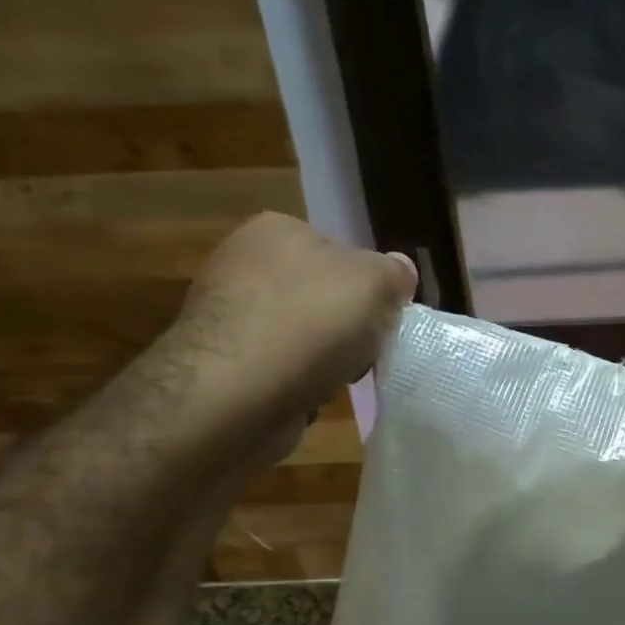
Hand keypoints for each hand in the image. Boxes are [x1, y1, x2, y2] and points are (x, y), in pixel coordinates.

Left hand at [167, 212, 416, 449]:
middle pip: (320, 294)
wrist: (239, 392)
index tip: (384, 319)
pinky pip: (280, 367)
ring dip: (324, 357)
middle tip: (366, 351)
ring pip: (301, 333)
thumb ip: (394, 273)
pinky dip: (298, 382)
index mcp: (277, 229)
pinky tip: (307, 394)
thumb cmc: (311, 323)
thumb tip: (400, 271)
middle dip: (346, 325)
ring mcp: (228, 312)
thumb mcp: (376, 284)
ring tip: (336, 378)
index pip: (340, 252)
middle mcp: (243, 261)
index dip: (370, 288)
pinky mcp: (223, 360)